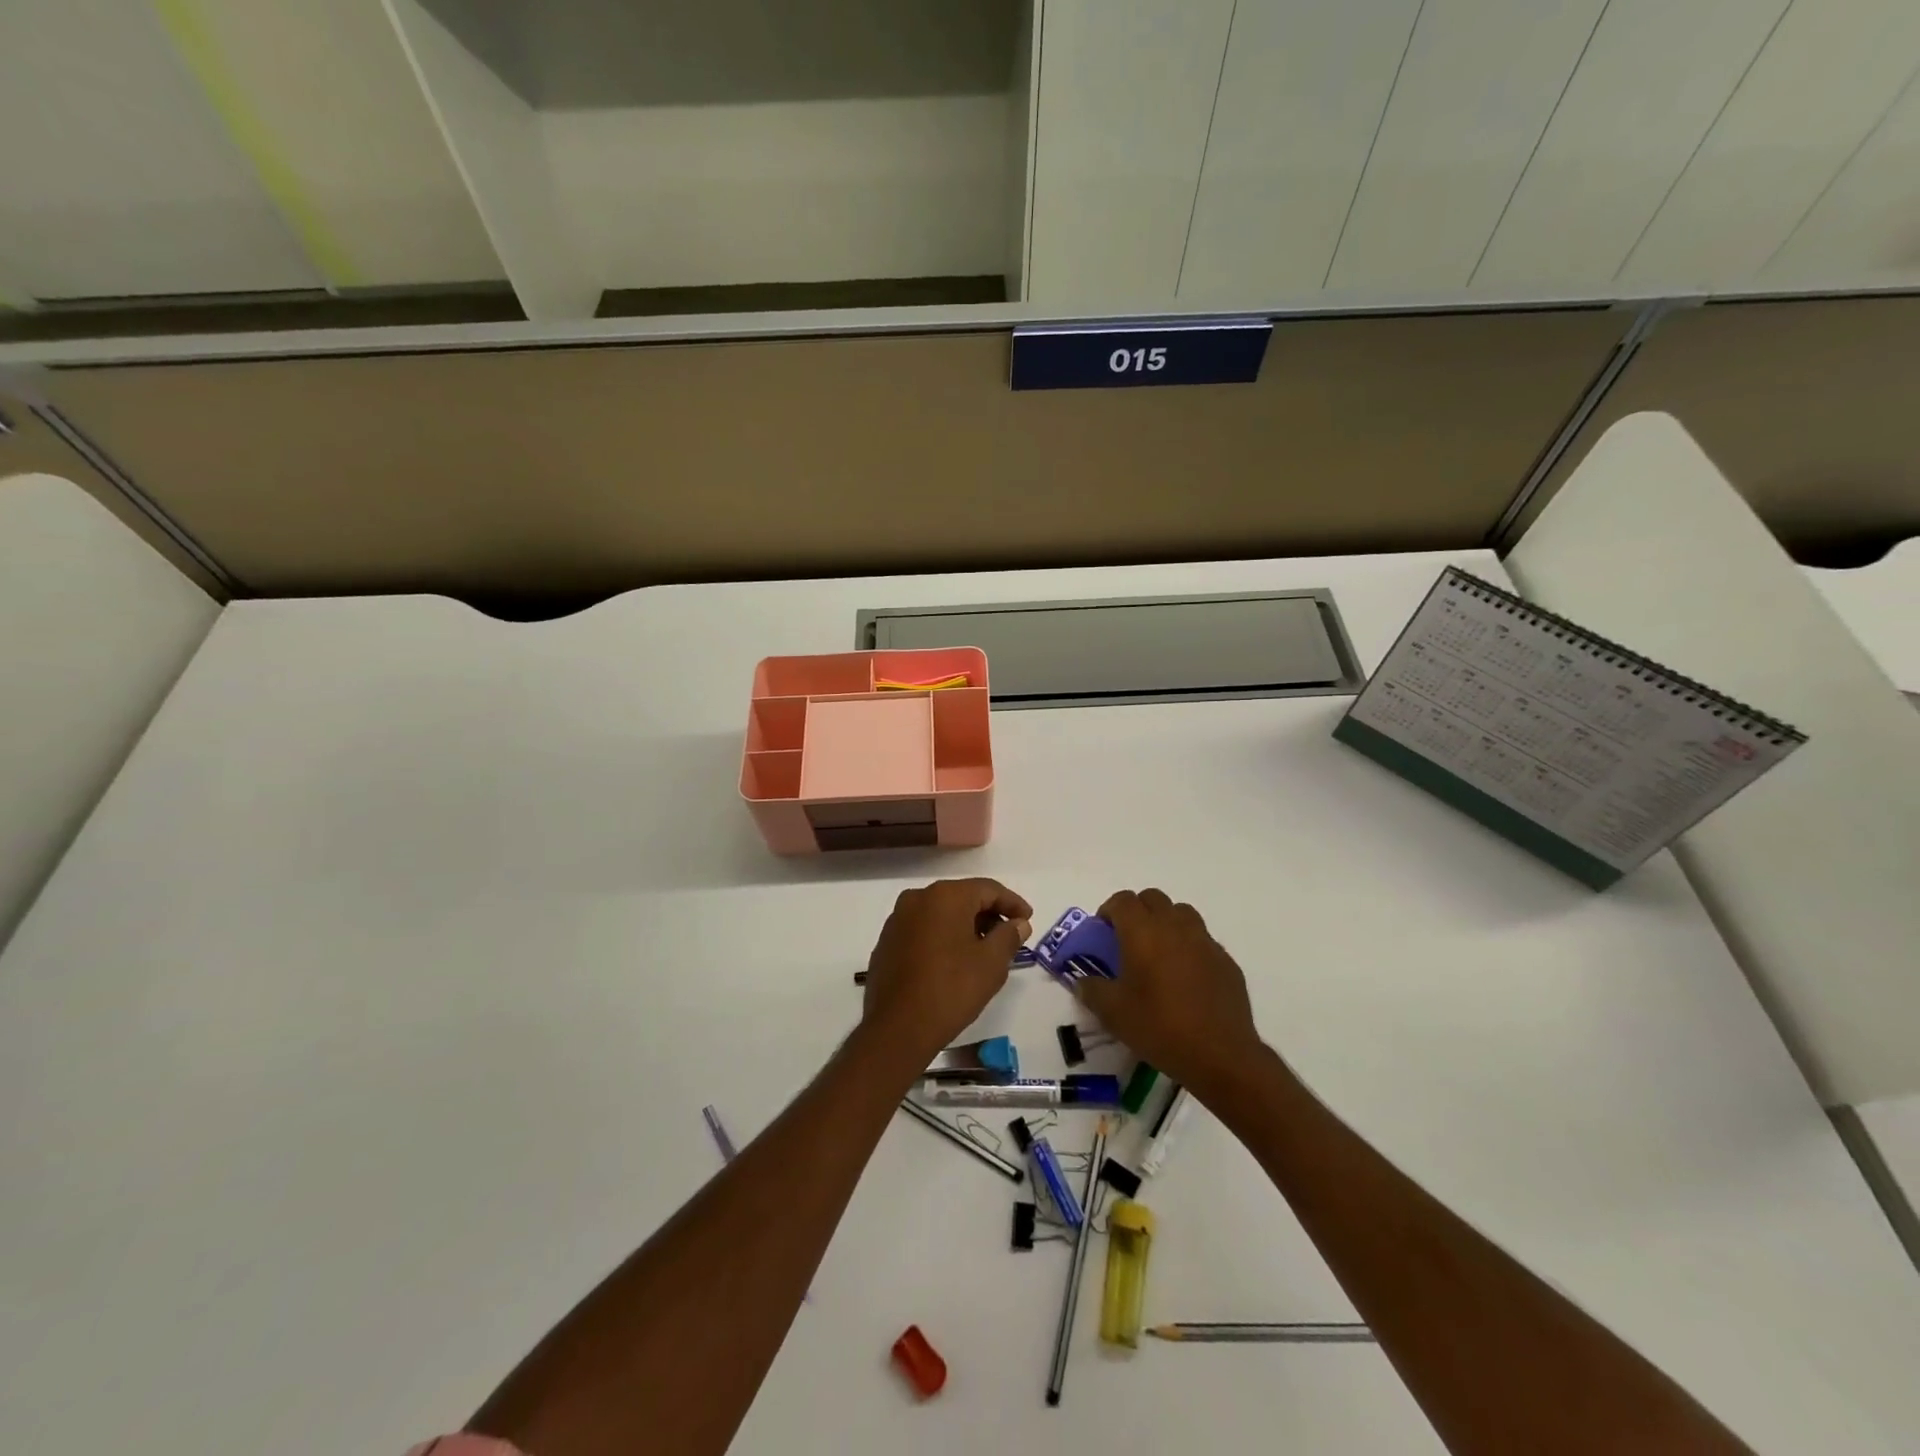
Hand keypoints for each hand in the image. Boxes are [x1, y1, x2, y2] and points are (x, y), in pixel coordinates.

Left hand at [860, 879, 1032, 1066]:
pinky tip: (954, 960)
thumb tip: (1018, 923)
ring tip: (984, 949)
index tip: (1028, 920)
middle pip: (962, 897)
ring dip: (965, 925)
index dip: (1012, 903)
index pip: (988, 889)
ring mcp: (898, 919)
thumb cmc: (950, 989)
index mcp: (945, 896)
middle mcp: (918, 898)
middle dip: (988, 914)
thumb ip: (1008, 936)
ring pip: (941, 913)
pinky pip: (923, 929)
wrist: (896, 1028)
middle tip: (1009, 935)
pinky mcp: (887, 941)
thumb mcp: (991, 964)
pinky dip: (943, 936)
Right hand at [1076, 889, 1267, 1098]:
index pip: (1122, 900)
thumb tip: (1083, 982)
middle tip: (1128, 940)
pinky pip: (1202, 940)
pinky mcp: (1226, 961)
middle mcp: (1175, 927)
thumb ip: (1092, 991)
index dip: (1109, 910)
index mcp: (1143, 932)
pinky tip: (1186, 977)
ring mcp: (1205, 941)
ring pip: (1181, 913)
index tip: (1103, 932)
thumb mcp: (1113, 1014)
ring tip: (1158, 953)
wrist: (1220, 1055)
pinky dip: (1189, 946)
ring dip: (1166, 922)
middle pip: (1153, 898)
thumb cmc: (1159, 1027)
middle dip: (1137, 911)